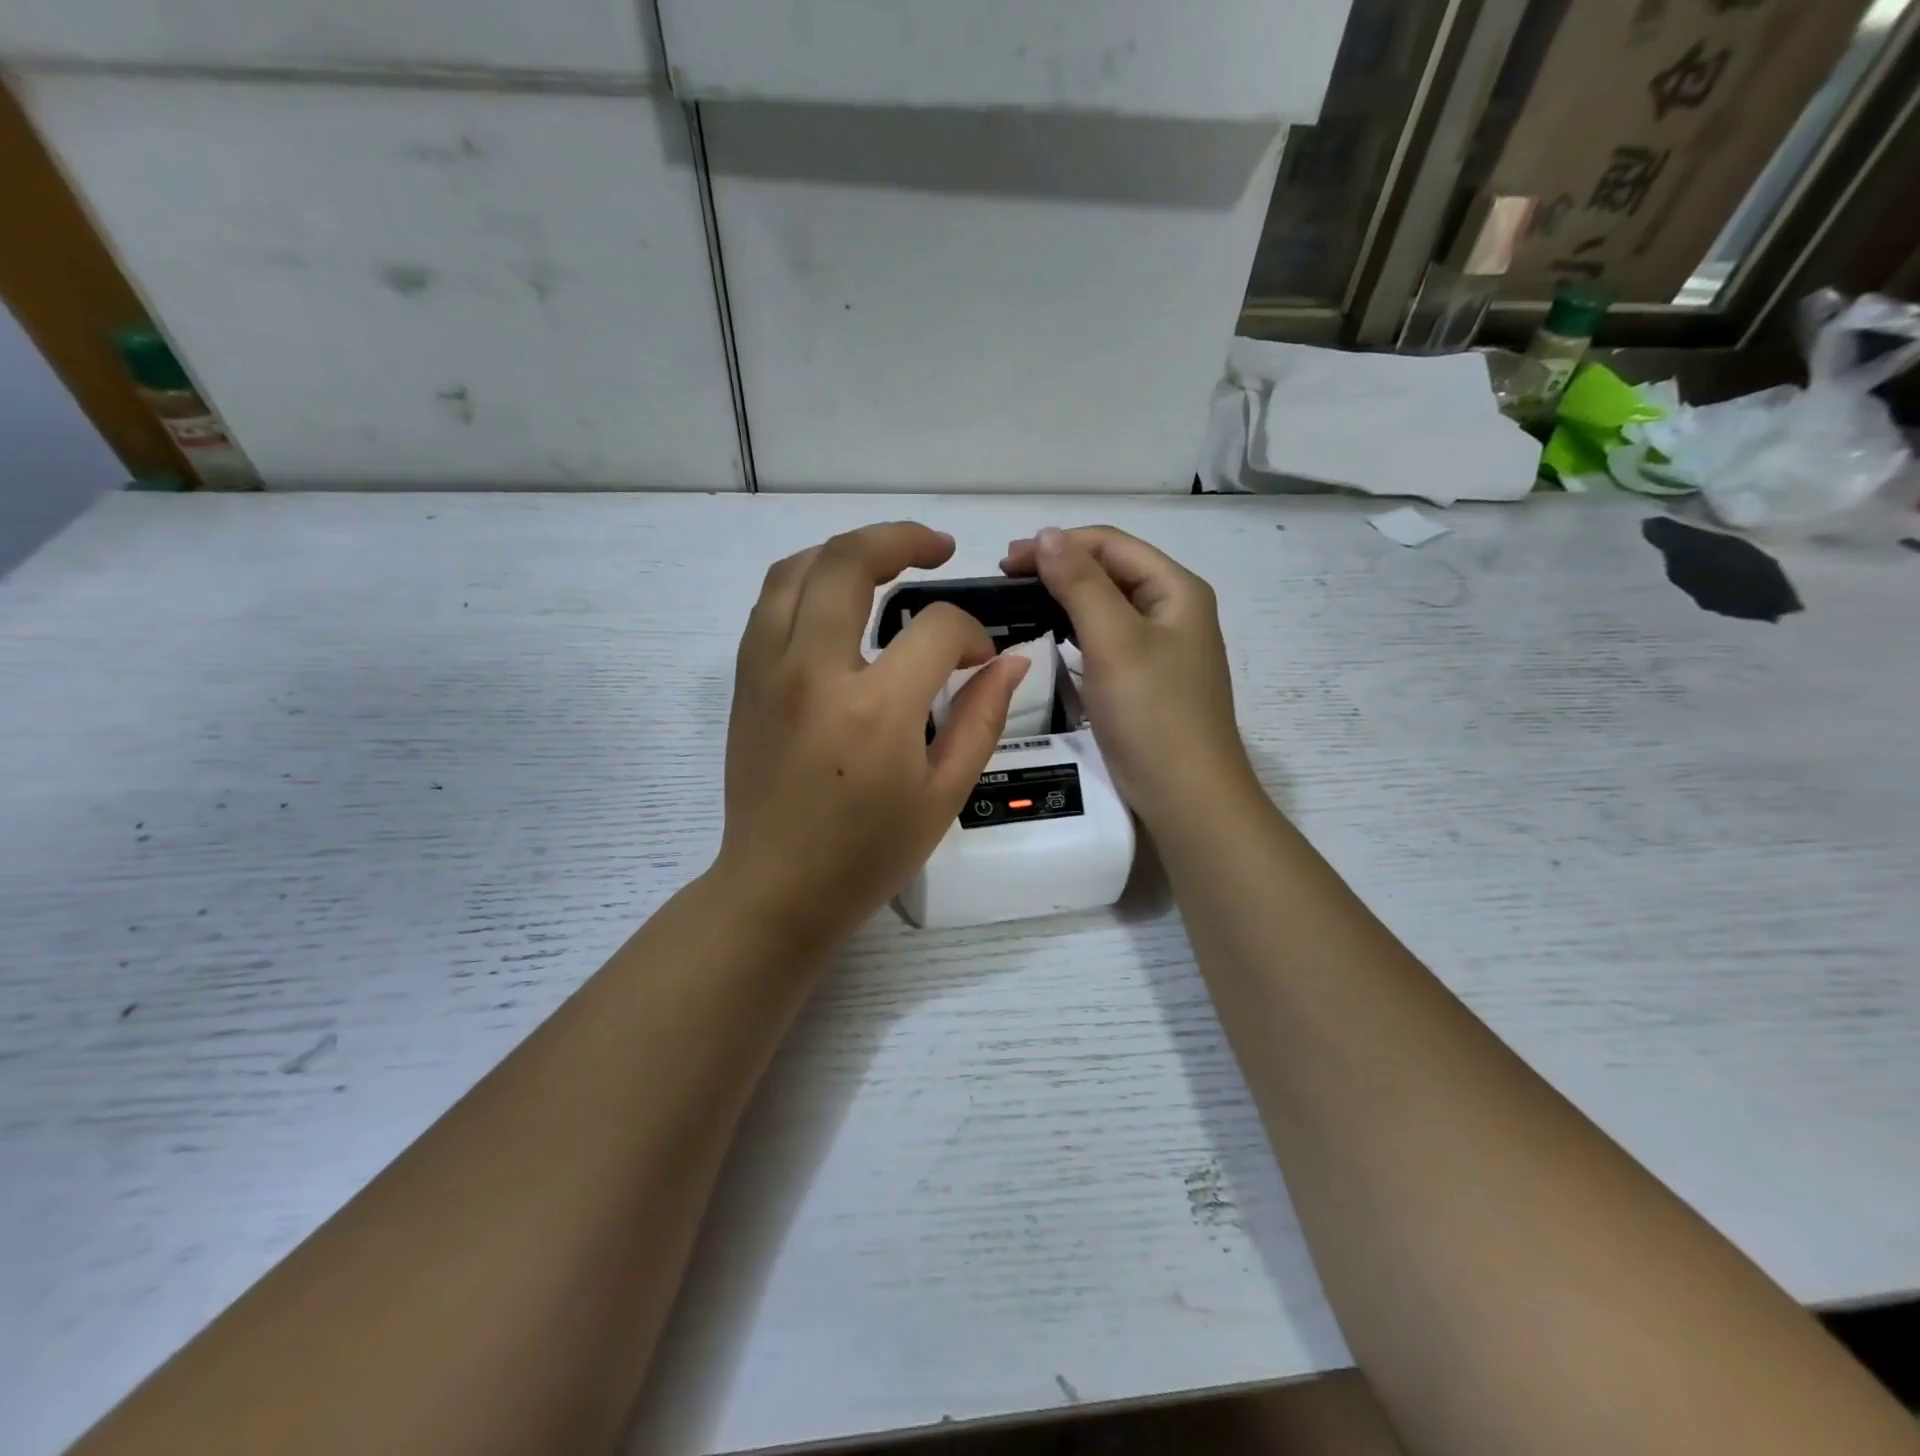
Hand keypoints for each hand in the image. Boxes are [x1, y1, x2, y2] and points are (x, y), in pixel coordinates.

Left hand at [717, 522, 1029, 950]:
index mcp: (875, 708)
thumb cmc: (868, 853)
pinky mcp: (746, 681)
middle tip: (937, 546)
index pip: (935, 629)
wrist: (777, 889)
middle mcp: (813, 671)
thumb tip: (1011, 659)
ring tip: (884, 558)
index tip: (980, 658)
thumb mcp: (944, 794)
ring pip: (797, 570)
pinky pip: (771, 603)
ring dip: (845, 550)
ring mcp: (769, 671)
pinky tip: (837, 598)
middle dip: (901, 539)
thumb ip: (982, 718)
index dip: (970, 633)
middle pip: (849, 562)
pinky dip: (808, 581)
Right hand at [1001, 526, 1251, 830]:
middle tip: (1005, 580)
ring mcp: (1160, 647)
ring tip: (1019, 603)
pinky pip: (1105, 639)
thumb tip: (1047, 535)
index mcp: (1176, 590)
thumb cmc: (1153, 713)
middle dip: (1058, 568)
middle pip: (1110, 571)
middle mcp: (1172, 610)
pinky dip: (1074, 631)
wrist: (1186, 796)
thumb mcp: (1115, 641)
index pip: (1111, 545)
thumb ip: (1081, 584)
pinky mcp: (1144, 679)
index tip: (1007, 561)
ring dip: (1064, 598)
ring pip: (1106, 605)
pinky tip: (1049, 637)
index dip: (1059, 544)